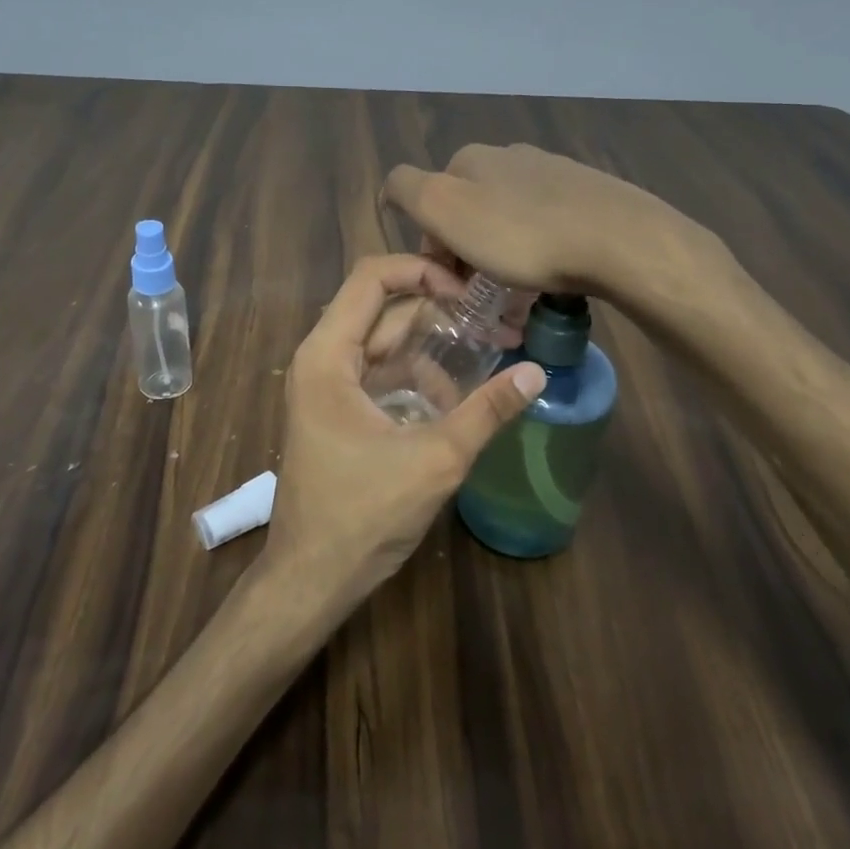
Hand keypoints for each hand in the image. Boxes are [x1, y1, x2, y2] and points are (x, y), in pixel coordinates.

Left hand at [259, 255, 544, 612]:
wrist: (312, 577)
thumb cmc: (363, 514)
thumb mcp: (435, 459)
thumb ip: (487, 410)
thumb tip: (537, 372)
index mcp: (328, 355)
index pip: (372, 277)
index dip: (422, 271)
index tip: (469, 293)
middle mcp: (321, 359)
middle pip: (382, 310)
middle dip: (438, 313)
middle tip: (495, 323)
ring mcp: (327, 386)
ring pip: (384, 344)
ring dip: (432, 350)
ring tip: (488, 357)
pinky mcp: (338, 412)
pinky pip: (380, 375)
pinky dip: (416, 378)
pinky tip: (456, 399)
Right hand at [383, 143, 731, 301]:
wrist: (617, 240)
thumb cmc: (521, 235)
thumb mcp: (445, 209)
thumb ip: (407, 190)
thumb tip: (391, 190)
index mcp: (470, 159)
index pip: (430, 202)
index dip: (434, 246)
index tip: (452, 283)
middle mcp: (508, 156)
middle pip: (470, 209)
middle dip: (469, 250)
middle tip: (484, 292)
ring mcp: (552, 171)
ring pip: (508, 216)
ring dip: (503, 252)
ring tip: (520, 290)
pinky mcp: (587, 192)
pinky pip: (546, 223)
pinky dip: (539, 248)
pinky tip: (553, 272)